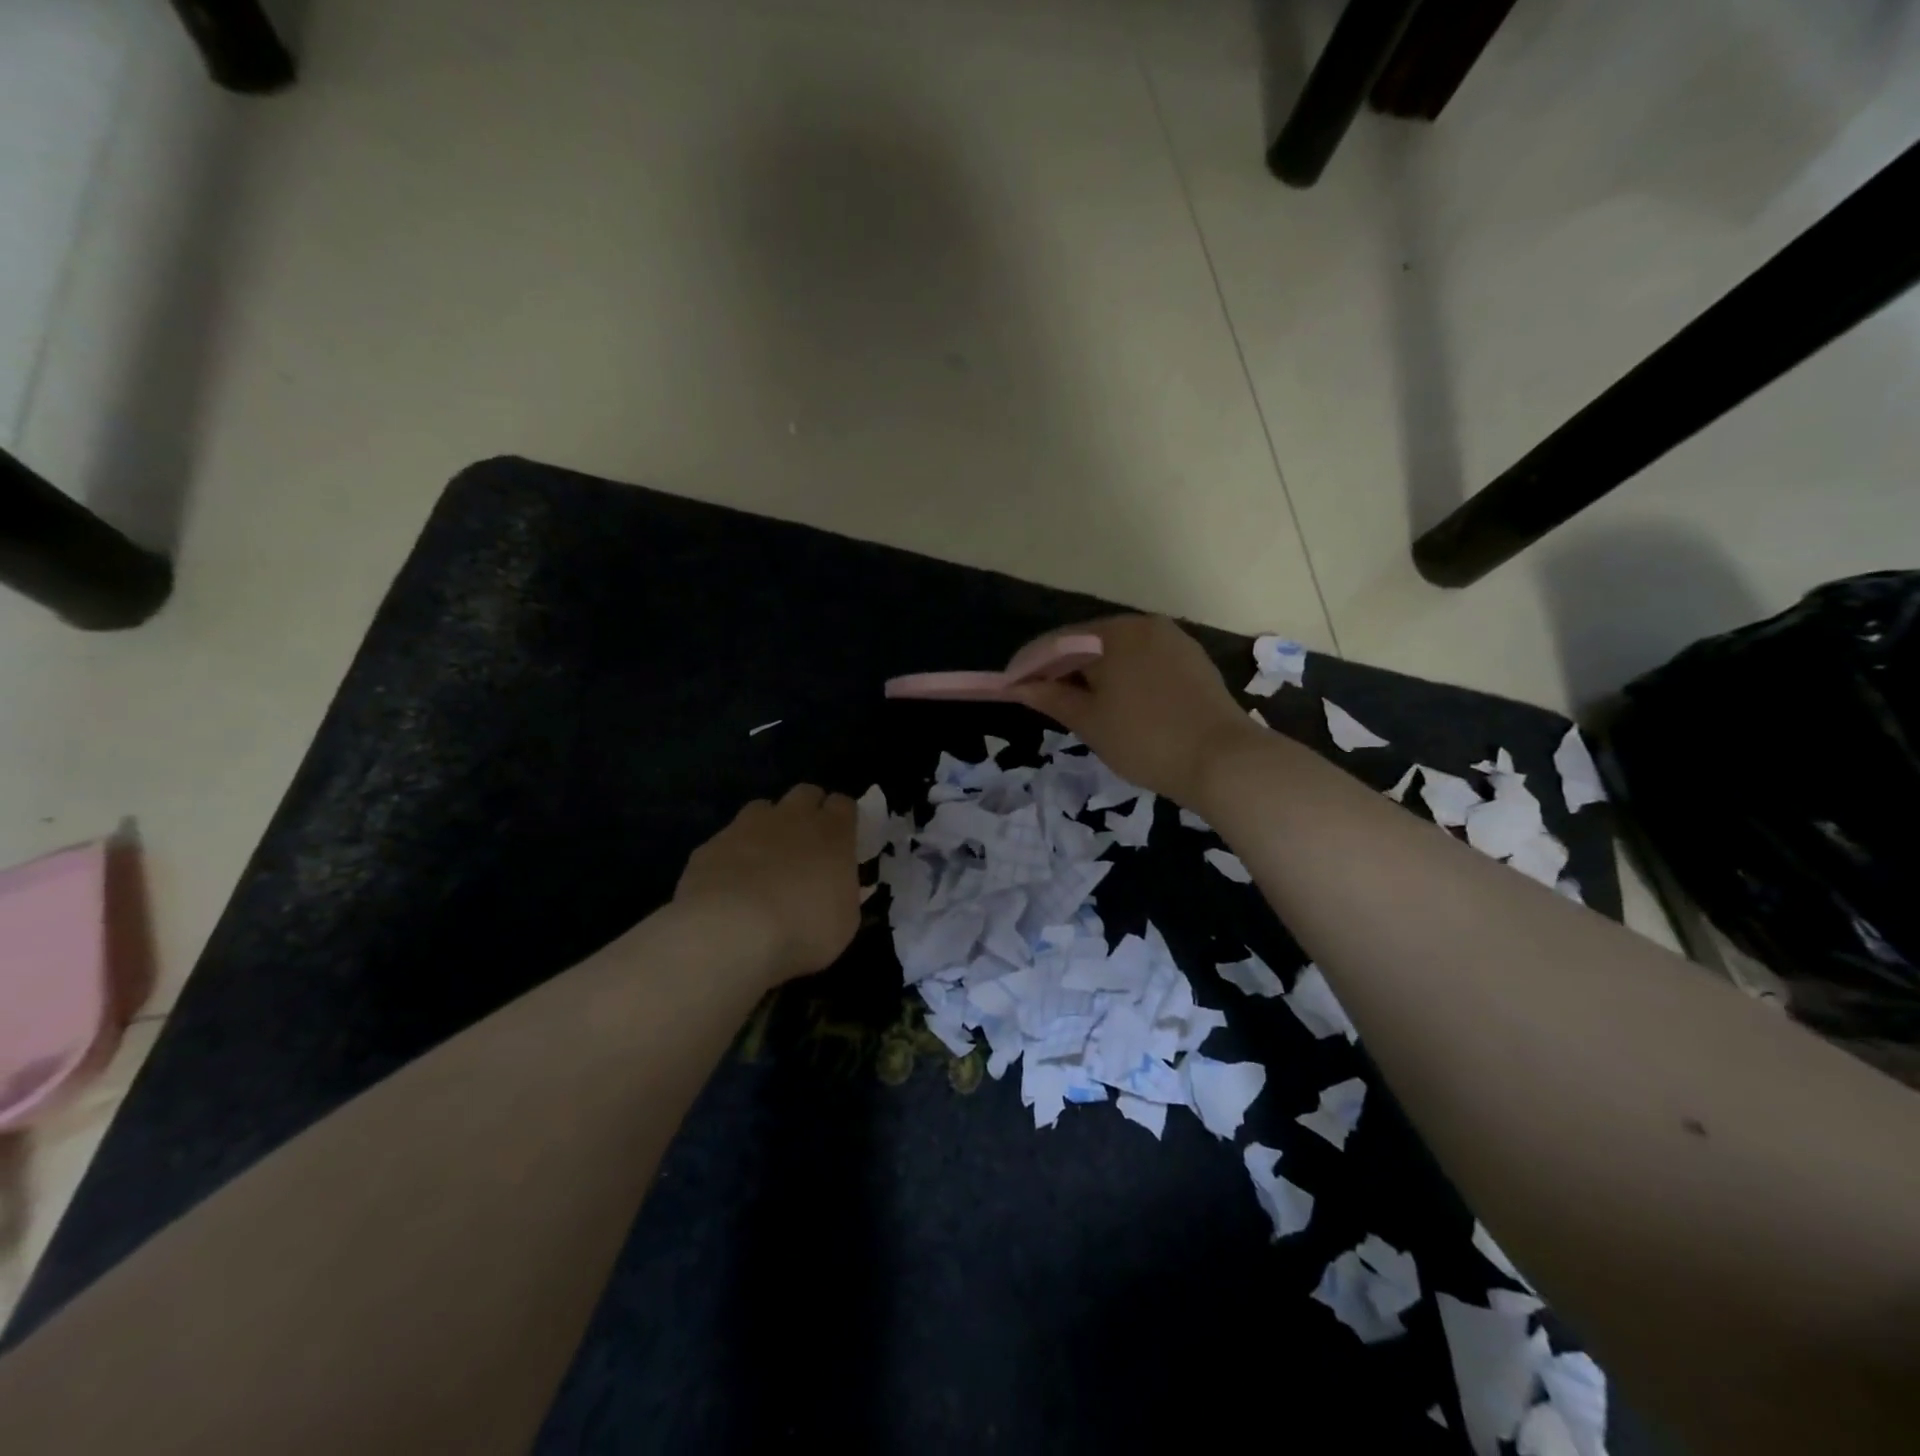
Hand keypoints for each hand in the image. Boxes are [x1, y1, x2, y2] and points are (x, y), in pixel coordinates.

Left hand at [675, 785, 860, 983]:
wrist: (729, 931)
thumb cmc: (803, 929)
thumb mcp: (844, 922)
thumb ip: (843, 894)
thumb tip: (836, 888)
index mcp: (833, 833)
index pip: (844, 804)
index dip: (843, 819)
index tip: (843, 840)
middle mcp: (792, 817)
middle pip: (806, 794)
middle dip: (809, 811)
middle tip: (807, 844)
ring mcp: (747, 826)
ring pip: (763, 808)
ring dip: (769, 827)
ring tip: (766, 860)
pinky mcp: (712, 844)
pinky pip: (727, 840)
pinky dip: (733, 854)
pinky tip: (730, 885)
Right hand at [1010, 615, 1256, 804]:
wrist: (1223, 761)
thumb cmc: (1145, 739)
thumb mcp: (1089, 721)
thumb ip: (1052, 698)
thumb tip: (1021, 687)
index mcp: (1115, 633)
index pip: (1058, 642)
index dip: (1030, 665)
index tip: (1009, 686)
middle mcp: (1145, 625)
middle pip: (1089, 643)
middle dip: (1062, 668)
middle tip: (1040, 698)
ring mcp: (1174, 641)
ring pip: (1119, 653)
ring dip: (1093, 674)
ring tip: (1077, 705)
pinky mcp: (1193, 662)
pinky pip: (1144, 663)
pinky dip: (1123, 678)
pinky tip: (1117, 704)